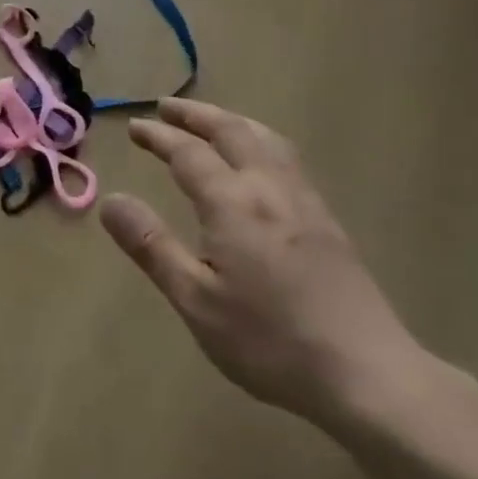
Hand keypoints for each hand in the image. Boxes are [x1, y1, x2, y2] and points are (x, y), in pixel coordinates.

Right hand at [101, 99, 430, 432]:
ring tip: (211, 120)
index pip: (188, 153)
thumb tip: (111, 200)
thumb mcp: (195, 299)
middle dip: (195, 114)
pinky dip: (260, 140)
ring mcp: (304, 201)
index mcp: (232, 203)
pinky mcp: (327, 220)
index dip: (159, 136)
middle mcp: (269, 188)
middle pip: (231, 131)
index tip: (135, 127)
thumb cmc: (269, 340)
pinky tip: (261, 161)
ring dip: (231, 121)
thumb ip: (152, 245)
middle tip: (166, 106)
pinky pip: (287, 158)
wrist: (366, 371)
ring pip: (265, 139)